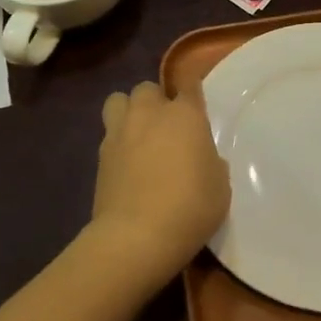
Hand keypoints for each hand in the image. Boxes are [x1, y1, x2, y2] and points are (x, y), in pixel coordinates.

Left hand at [89, 80, 230, 280]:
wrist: (136, 235)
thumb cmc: (190, 208)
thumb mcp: (220, 187)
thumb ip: (211, 163)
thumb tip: (200, 158)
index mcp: (185, 115)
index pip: (189, 84)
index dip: (192, 90)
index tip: (196, 102)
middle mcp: (150, 113)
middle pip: (148, 88)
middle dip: (156, 101)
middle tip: (166, 125)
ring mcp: (120, 131)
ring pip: (118, 100)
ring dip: (129, 110)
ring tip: (138, 133)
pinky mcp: (100, 154)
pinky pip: (108, 133)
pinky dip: (117, 140)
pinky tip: (125, 161)